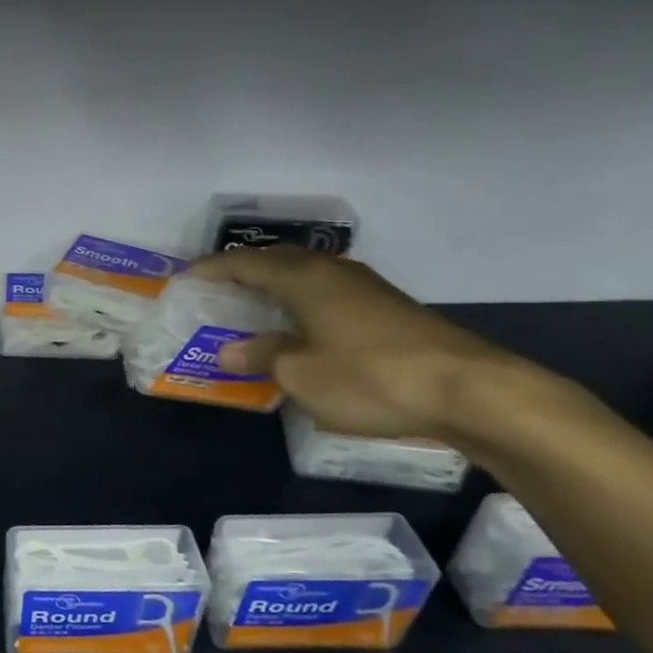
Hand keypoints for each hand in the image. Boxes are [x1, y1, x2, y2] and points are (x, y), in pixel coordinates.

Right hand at [189, 248, 537, 443]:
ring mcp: (363, 288)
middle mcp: (331, 272)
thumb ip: (259, 356)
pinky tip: (296, 328)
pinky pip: (324, 295)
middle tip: (213, 293)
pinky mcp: (384, 309)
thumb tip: (228, 351)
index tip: (184, 280)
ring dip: (272, 289)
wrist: (468, 390)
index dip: (211, 270)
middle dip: (240, 274)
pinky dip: (298, 304)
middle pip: (275, 262)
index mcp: (303, 278)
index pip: (244, 263)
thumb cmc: (369, 376)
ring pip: (303, 277)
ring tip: (248, 310)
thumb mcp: (299, 373)